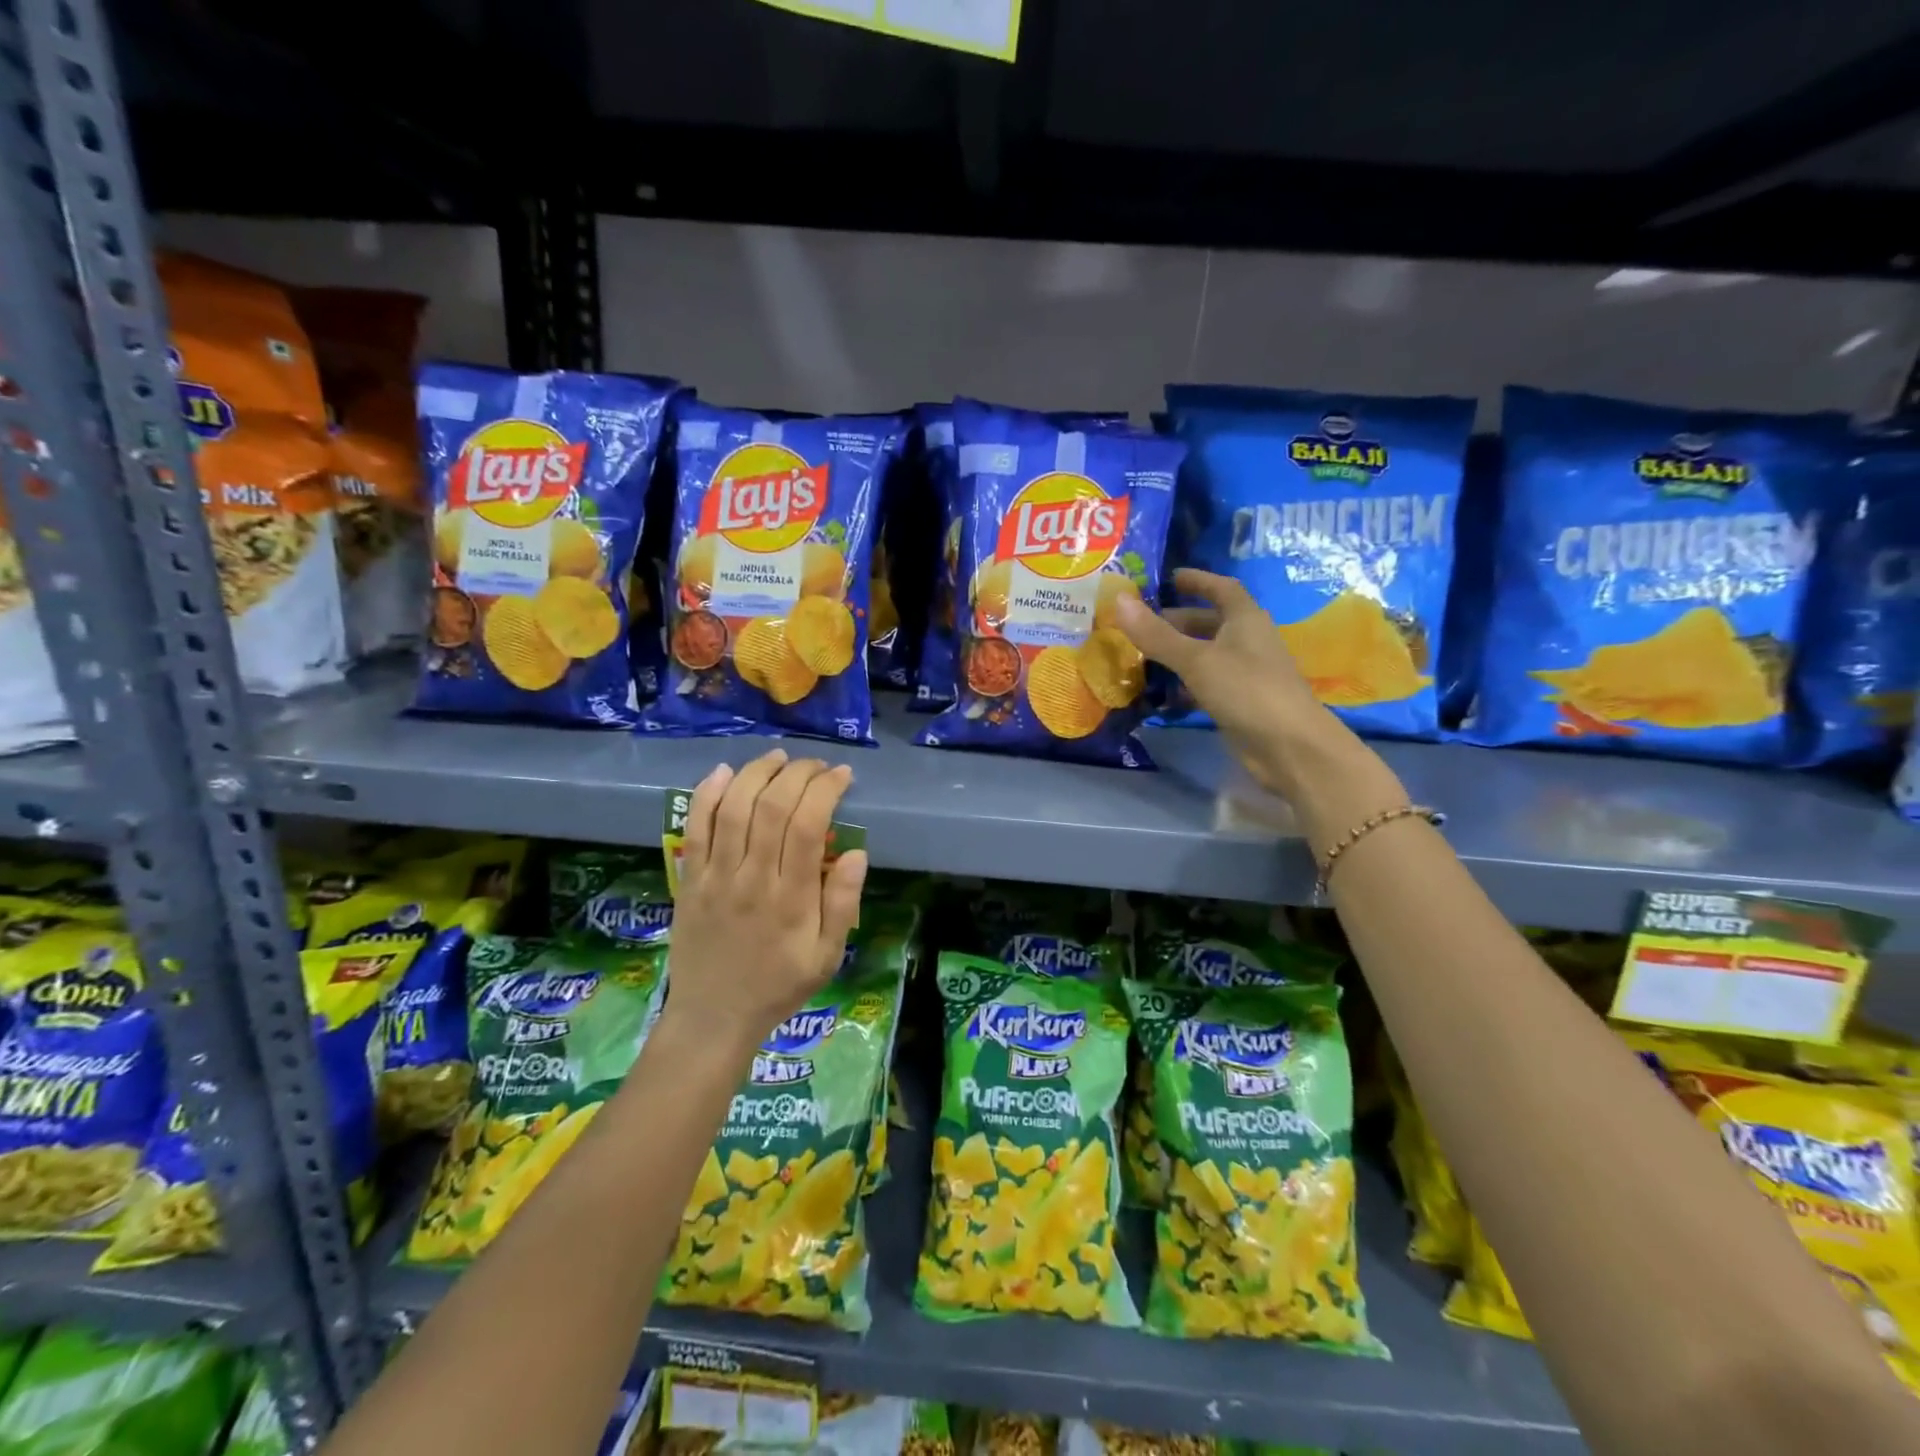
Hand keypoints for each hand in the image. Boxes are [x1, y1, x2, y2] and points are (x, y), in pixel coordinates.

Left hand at [666, 750, 867, 1053]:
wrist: (713, 1017)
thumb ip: (842, 904)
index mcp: (791, 900)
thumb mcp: (827, 956)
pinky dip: (708, 795)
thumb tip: (857, 853)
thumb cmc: (778, 985)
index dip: (825, 790)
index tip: (841, 775)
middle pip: (770, 807)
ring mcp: (715, 877)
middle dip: (796, 774)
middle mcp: (751, 880)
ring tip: (778, 758)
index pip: (807, 826)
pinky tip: (724, 771)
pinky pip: (695, 829)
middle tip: (815, 765)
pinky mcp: (689, 880)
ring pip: (733, 809)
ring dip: (756, 773)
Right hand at [1112, 569, 1338, 797]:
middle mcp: (1247, 642)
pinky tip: (1159, 694)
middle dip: (1177, 621)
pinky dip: (1183, 685)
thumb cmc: (1247, 690)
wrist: (1289, 746)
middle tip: (1140, 624)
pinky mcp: (1238, 703)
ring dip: (1177, 654)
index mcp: (1246, 620)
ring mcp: (1244, 674)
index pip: (1222, 589)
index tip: (1169, 578)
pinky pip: (1205, 685)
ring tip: (1140, 657)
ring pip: (1206, 655)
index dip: (1197, 581)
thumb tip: (1118, 600)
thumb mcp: (1196, 660)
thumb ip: (1157, 634)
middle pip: (1210, 623)